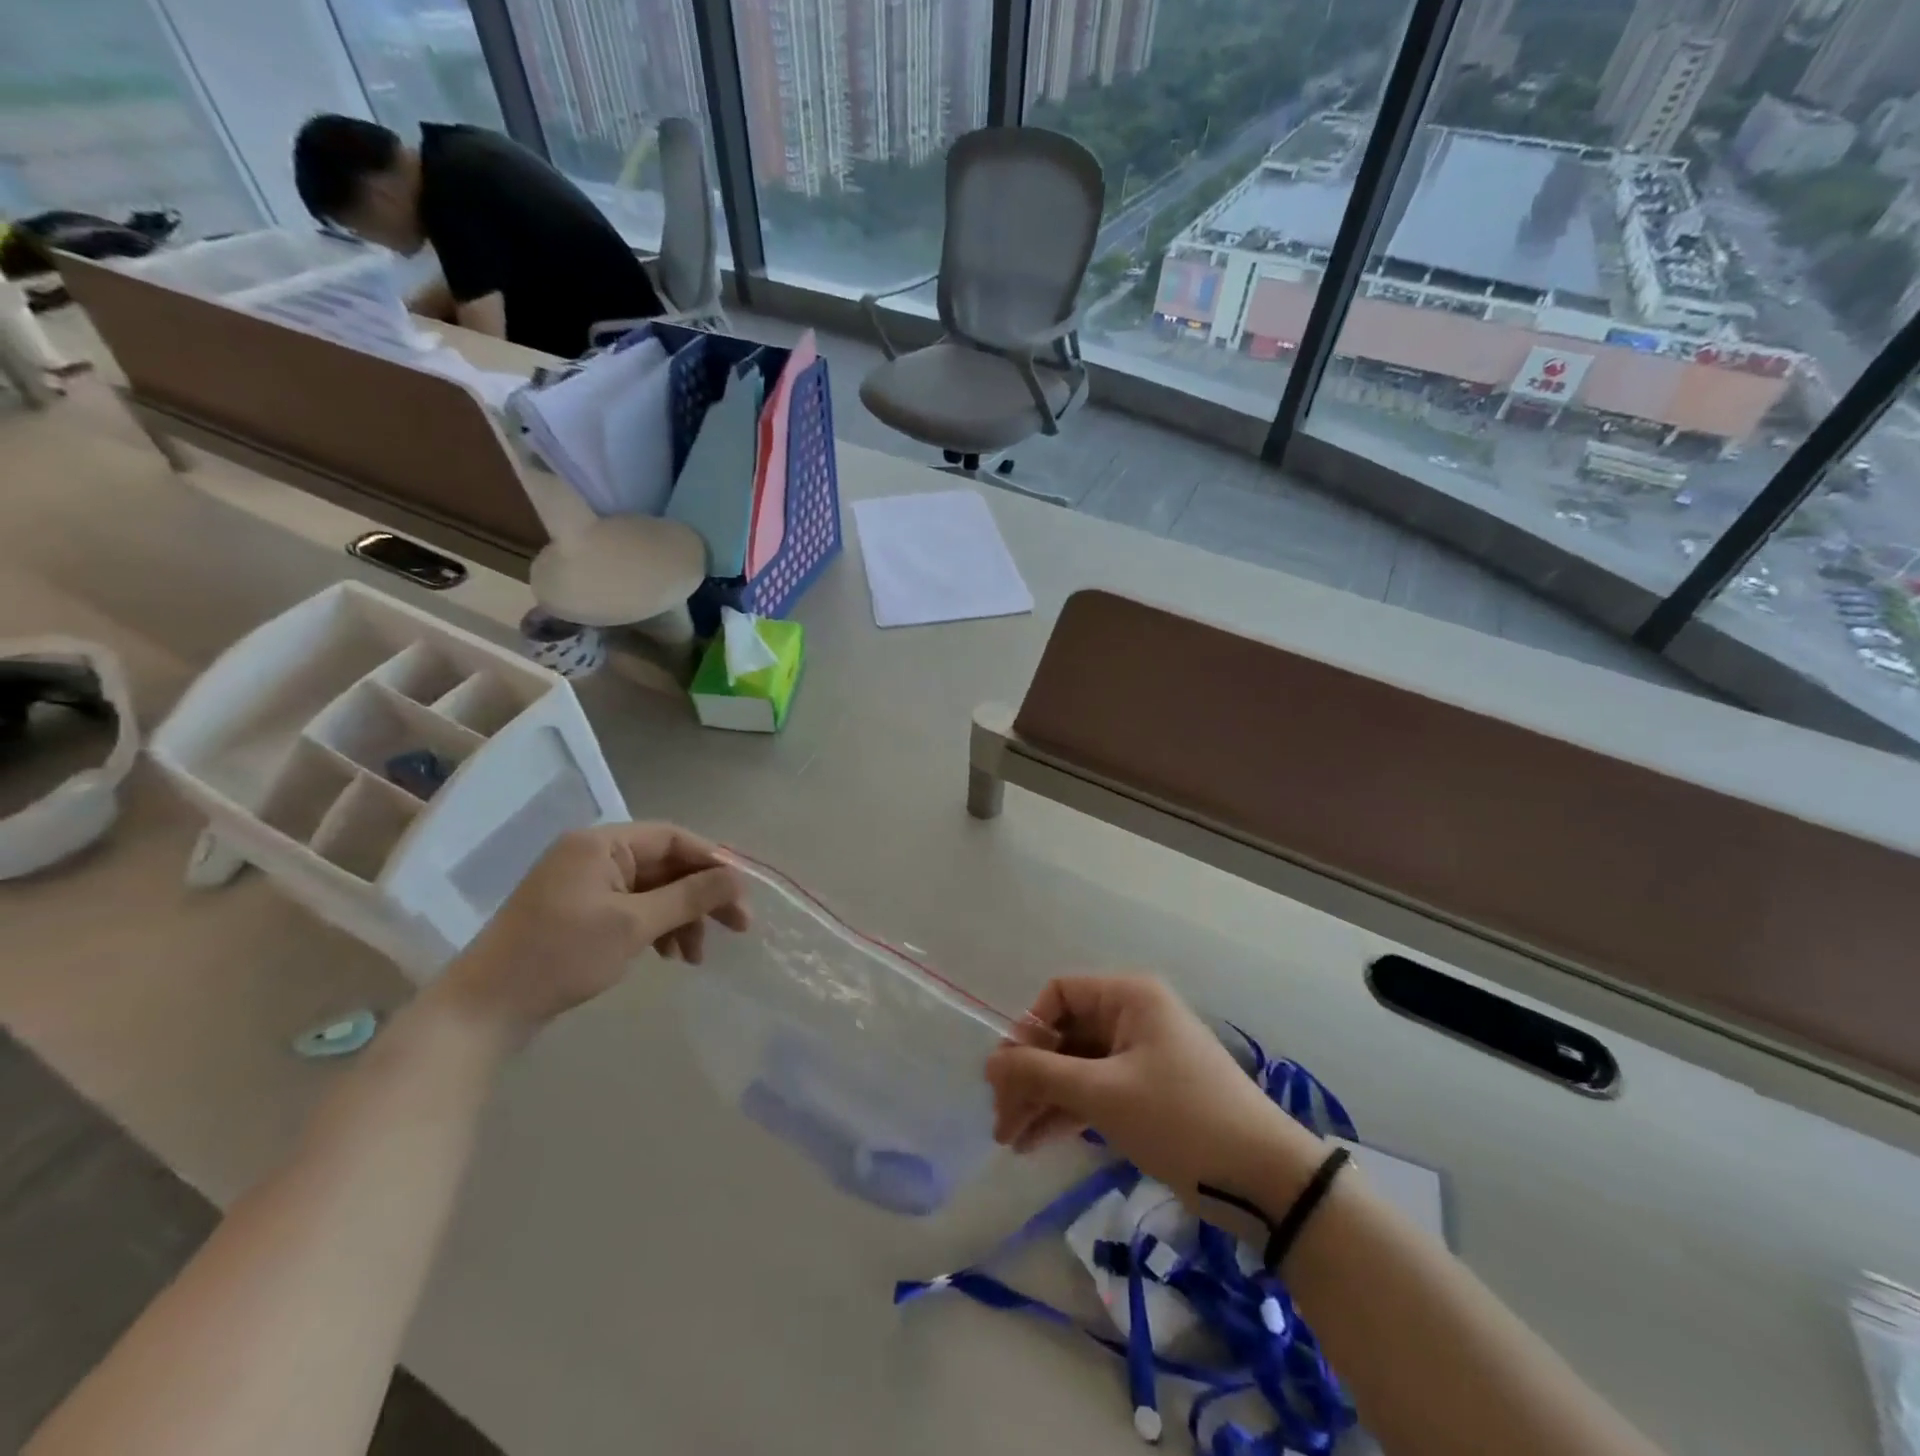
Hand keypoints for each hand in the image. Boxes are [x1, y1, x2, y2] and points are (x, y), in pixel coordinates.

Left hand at [436, 823, 748, 1040]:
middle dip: (701, 896)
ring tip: (695, 956)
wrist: (482, 1011)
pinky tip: (669, 954)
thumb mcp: (633, 925)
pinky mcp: (579, 912)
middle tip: (737, 928)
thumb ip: (689, 896)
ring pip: (653, 889)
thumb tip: (737, 878)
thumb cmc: (560, 957)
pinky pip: (633, 907)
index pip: (673, 838)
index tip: (742, 895)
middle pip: (666, 864)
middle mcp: (593, 854)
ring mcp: (584, 884)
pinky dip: (657, 927)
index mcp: (601, 844)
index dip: (713, 862)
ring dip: (681, 917)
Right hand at [985, 976, 1320, 1201]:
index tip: (1004, 1075)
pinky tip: (1035, 1142)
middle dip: (1030, 1075)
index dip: (1027, 1030)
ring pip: (1076, 1066)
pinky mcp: (1145, 1092)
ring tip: (1010, 1139)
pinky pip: (1095, 1091)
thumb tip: (988, 1063)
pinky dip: (1067, 1112)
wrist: (1263, 1179)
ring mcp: (1139, 1055)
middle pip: (1064, 1034)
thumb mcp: (1103, 1094)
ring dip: (1043, 1099)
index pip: (1059, 994)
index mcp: (1129, 996)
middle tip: (1000, 1118)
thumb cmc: (1179, 1118)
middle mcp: (1133, 1016)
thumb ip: (1040, 1075)